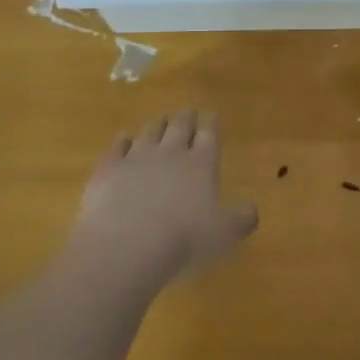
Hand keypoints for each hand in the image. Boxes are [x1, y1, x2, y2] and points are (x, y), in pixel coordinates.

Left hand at [70, 111, 257, 292]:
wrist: (125, 246)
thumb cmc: (182, 239)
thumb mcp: (224, 234)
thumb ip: (242, 218)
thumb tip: (251, 209)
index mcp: (201, 163)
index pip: (209, 133)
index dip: (211, 123)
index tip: (211, 116)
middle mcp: (170, 152)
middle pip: (179, 125)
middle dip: (185, 118)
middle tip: (187, 114)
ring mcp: (136, 157)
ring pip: (149, 131)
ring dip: (156, 125)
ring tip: (159, 123)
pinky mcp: (108, 169)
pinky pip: (117, 147)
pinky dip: (122, 141)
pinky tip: (123, 141)